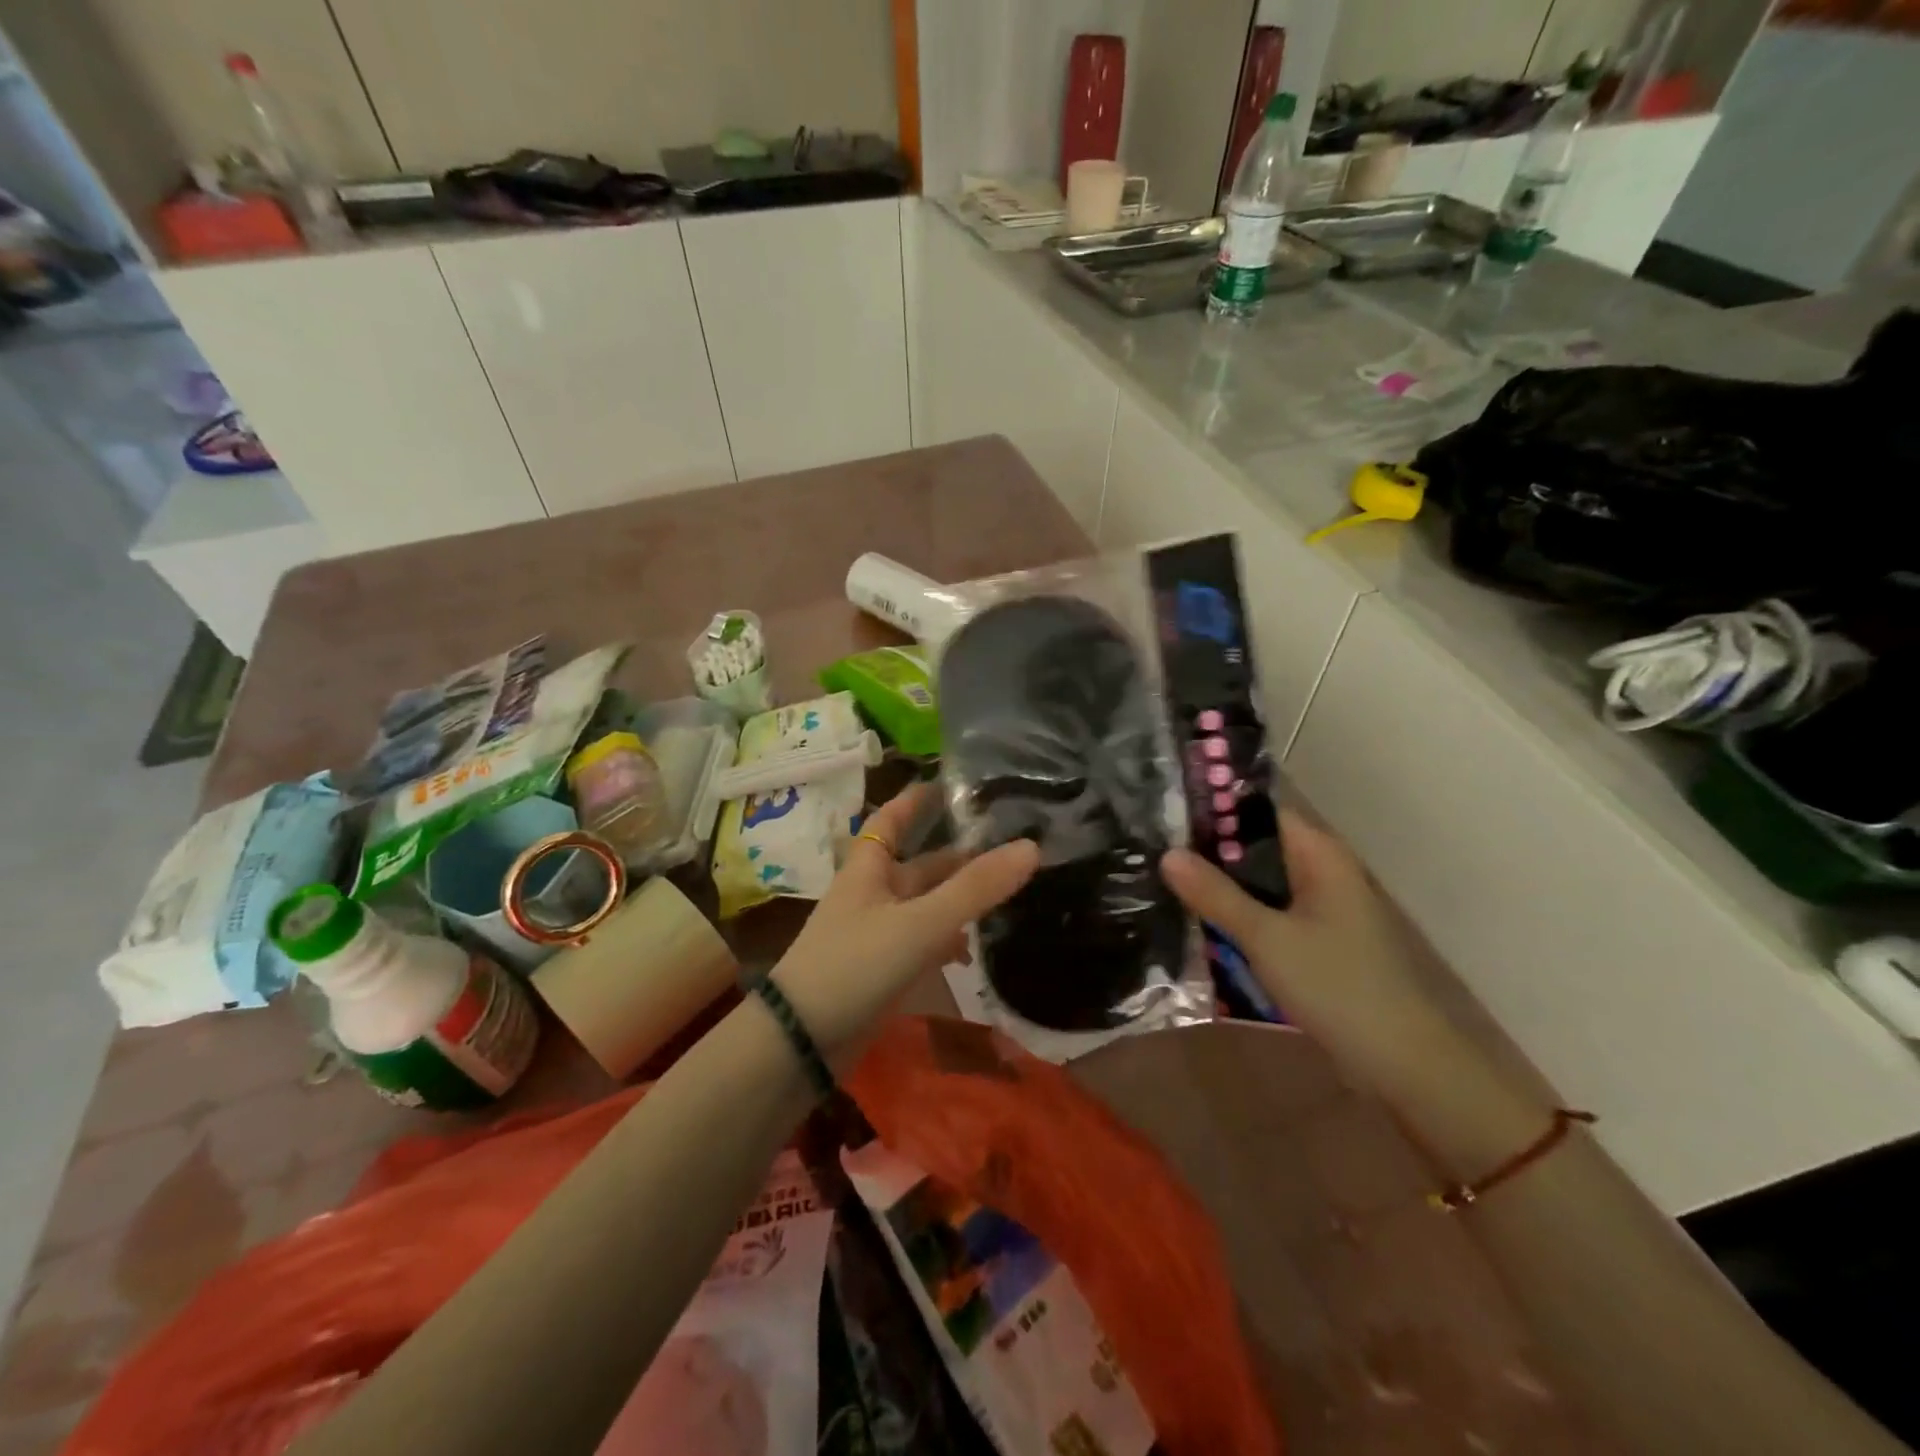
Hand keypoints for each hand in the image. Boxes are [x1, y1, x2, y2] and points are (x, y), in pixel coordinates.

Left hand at [770, 784, 1039, 1066]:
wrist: (801, 1041)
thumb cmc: (854, 965)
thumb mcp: (919, 923)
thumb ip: (975, 889)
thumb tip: (1031, 847)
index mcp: (869, 869)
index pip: (891, 819)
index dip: (916, 800)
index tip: (949, 783)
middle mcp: (872, 894)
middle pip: (920, 866)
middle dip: (958, 856)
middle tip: (1008, 846)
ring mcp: (876, 934)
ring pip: (924, 905)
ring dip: (958, 899)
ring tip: (1005, 893)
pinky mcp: (881, 971)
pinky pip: (921, 944)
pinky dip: (946, 942)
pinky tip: (972, 951)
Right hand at [1160, 809, 1461, 1097]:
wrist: (1404, 1064)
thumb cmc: (1338, 986)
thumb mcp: (1267, 937)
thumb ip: (1216, 895)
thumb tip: (1167, 854)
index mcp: (1320, 855)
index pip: (1259, 812)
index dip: (1214, 810)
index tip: (1165, 817)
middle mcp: (1324, 872)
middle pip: (1257, 848)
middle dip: (1210, 853)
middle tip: (1153, 853)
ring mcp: (1323, 909)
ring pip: (1261, 885)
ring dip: (1223, 888)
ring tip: (1165, 884)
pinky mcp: (1319, 943)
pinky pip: (1271, 915)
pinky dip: (1241, 917)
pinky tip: (1203, 925)